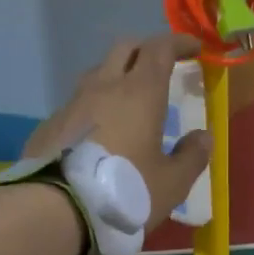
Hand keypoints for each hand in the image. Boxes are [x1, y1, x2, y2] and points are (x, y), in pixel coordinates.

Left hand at [24, 32, 211, 230]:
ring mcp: (72, 104)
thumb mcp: (171, 184)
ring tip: (129, 99)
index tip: (194, 48)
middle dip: (146, 49)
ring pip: (97, 73)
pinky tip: (98, 132)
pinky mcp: (50, 125)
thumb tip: (202, 136)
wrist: (54, 211)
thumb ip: (191, 157)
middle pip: (125, 48)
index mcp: (140, 93)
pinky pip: (77, 104)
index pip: (160, 49)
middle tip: (162, 65)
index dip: (178, 43)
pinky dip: (94, 106)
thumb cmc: (124, 193)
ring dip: (117, 76)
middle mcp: (103, 87)